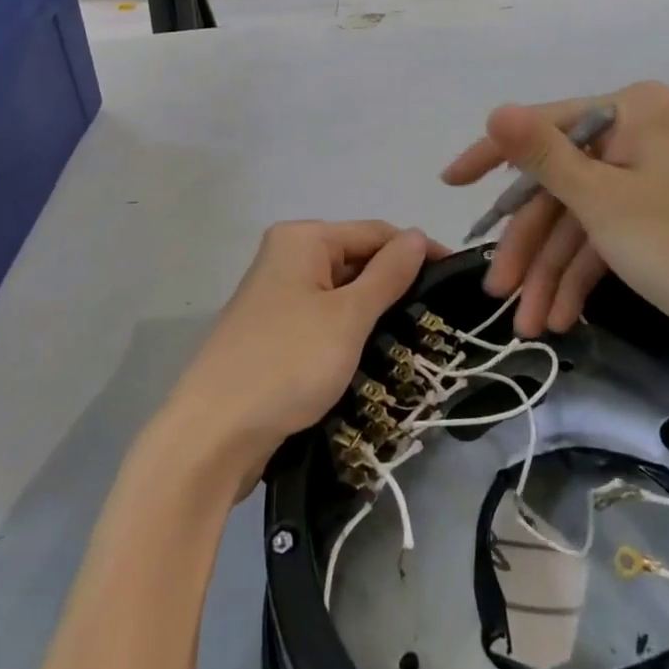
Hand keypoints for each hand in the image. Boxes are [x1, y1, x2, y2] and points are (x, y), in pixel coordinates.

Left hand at [158, 220, 444, 498]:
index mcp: (303, 238)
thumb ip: (388, 274)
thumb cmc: (287, 364)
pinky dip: (350, 330)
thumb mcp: (348, 317)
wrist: (211, 436)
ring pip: (342, 291)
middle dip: (395, 283)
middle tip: (439, 315)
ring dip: (375, 311)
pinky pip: (324, 317)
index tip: (457, 277)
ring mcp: (278, 295)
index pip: (375, 232)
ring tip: (417, 336)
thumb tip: (418, 235)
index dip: (417, 251)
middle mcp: (288, 256)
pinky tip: (375, 353)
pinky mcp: (274, 331)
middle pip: (356, 258)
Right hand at [442, 82, 668, 367]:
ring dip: (548, 271)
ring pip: (576, 219)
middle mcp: (637, 135)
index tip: (450, 183)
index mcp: (632, 111)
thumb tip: (494, 110)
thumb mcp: (601, 201)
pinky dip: (577, 278)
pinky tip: (555, 318)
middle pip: (559, 183)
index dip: (493, 157)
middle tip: (494, 288)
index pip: (545, 125)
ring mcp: (644, 180)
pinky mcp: (652, 221)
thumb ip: (542, 155)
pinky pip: (600, 240)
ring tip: (524, 324)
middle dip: (528, 243)